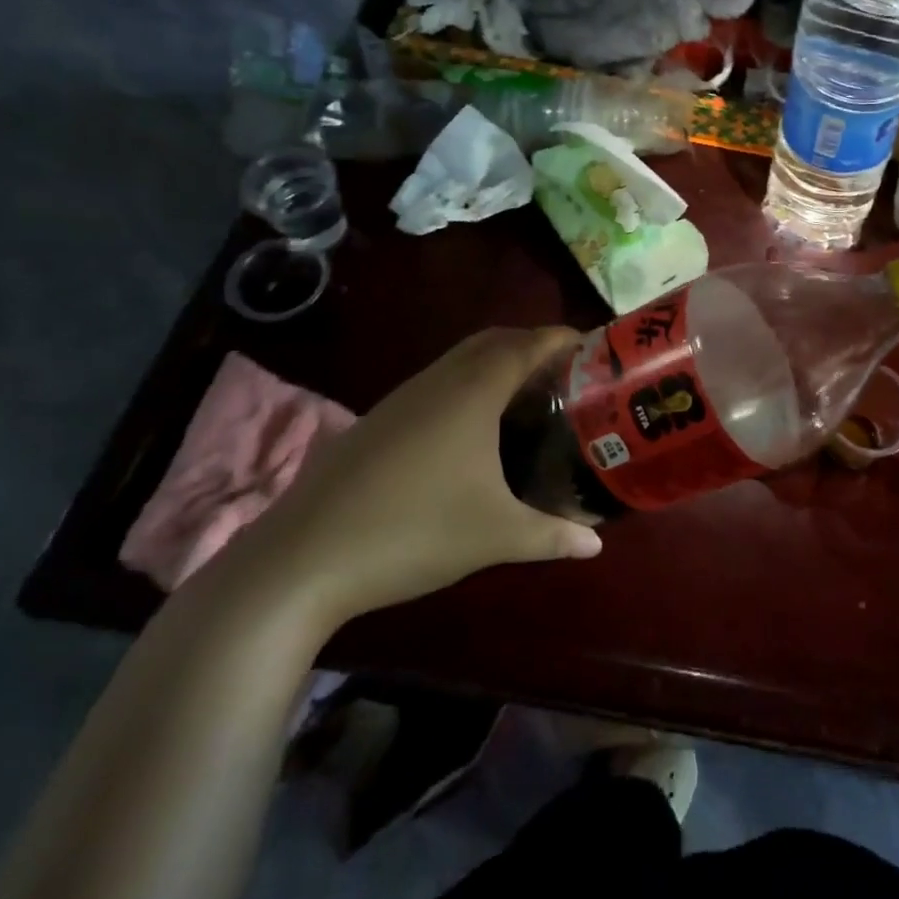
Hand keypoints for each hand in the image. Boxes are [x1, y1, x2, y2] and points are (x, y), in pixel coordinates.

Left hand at [221, 328, 601, 626]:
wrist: (301, 560)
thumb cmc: (412, 532)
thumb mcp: (495, 536)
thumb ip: (552, 535)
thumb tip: (596, 545)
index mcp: (472, 392)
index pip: (527, 344)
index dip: (563, 338)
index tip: (595, 347)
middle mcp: (437, 382)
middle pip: (493, 341)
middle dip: (533, 345)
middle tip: (568, 373)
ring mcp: (401, 399)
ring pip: (459, 361)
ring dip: (497, 365)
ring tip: (528, 398)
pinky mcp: (377, 422)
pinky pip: (436, 384)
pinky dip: (467, 387)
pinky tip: (472, 432)